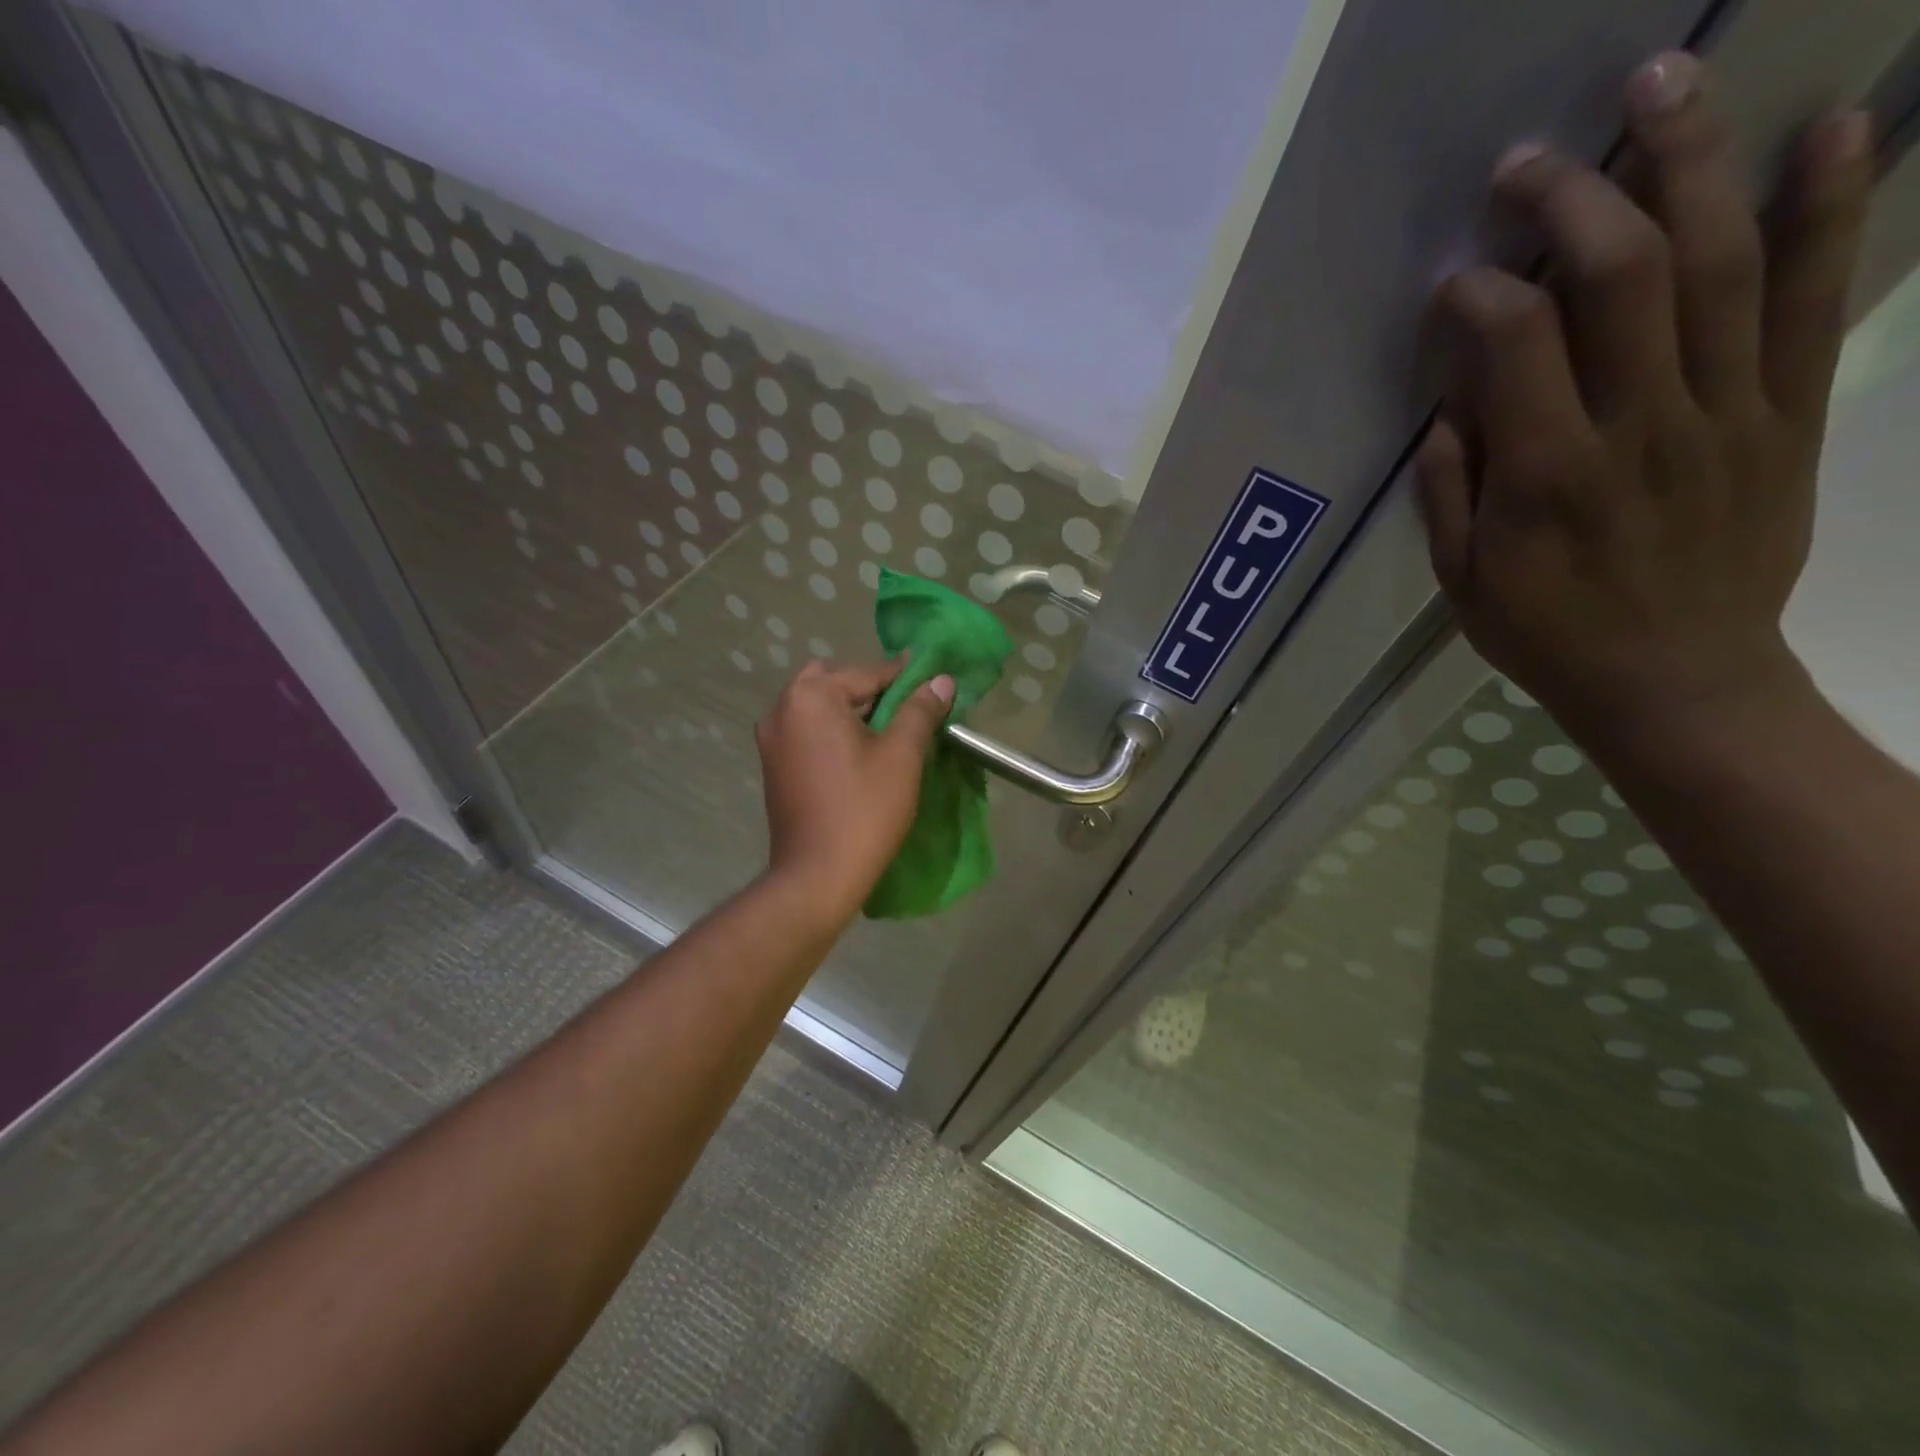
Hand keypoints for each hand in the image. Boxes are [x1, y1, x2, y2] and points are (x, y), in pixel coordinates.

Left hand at [756, 659, 954, 923]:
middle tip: (905, 712)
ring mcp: (771, 738)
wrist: (817, 875)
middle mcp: (782, 708)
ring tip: (887, 734)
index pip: (867, 672)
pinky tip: (858, 755)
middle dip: (870, 690)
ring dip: (850, 710)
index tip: (933, 683)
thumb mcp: (901, 756)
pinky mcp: (772, 765)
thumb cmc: (863, 810)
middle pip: (835, 682)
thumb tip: (941, 680)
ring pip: (818, 707)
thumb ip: (919, 710)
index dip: (904, 678)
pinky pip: (806, 731)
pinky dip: (831, 731)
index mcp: (811, 697)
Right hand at [1417, 51, 1874, 747]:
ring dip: (1689, 162)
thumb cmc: (1546, 634)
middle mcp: (1642, 424)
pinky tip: (1830, 128)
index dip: (1480, 293)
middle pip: (1621, 276)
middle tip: (1531, 160)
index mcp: (1547, 474)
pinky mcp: (1789, 414)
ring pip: (1721, 261)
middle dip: (1572, 199)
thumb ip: (1449, 492)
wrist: (1675, 680)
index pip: (1514, 344)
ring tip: (1662, 83)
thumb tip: (1448, 410)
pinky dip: (1830, 208)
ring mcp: (1729, 411)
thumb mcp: (1462, 581)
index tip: (1454, 281)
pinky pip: (1818, 299)